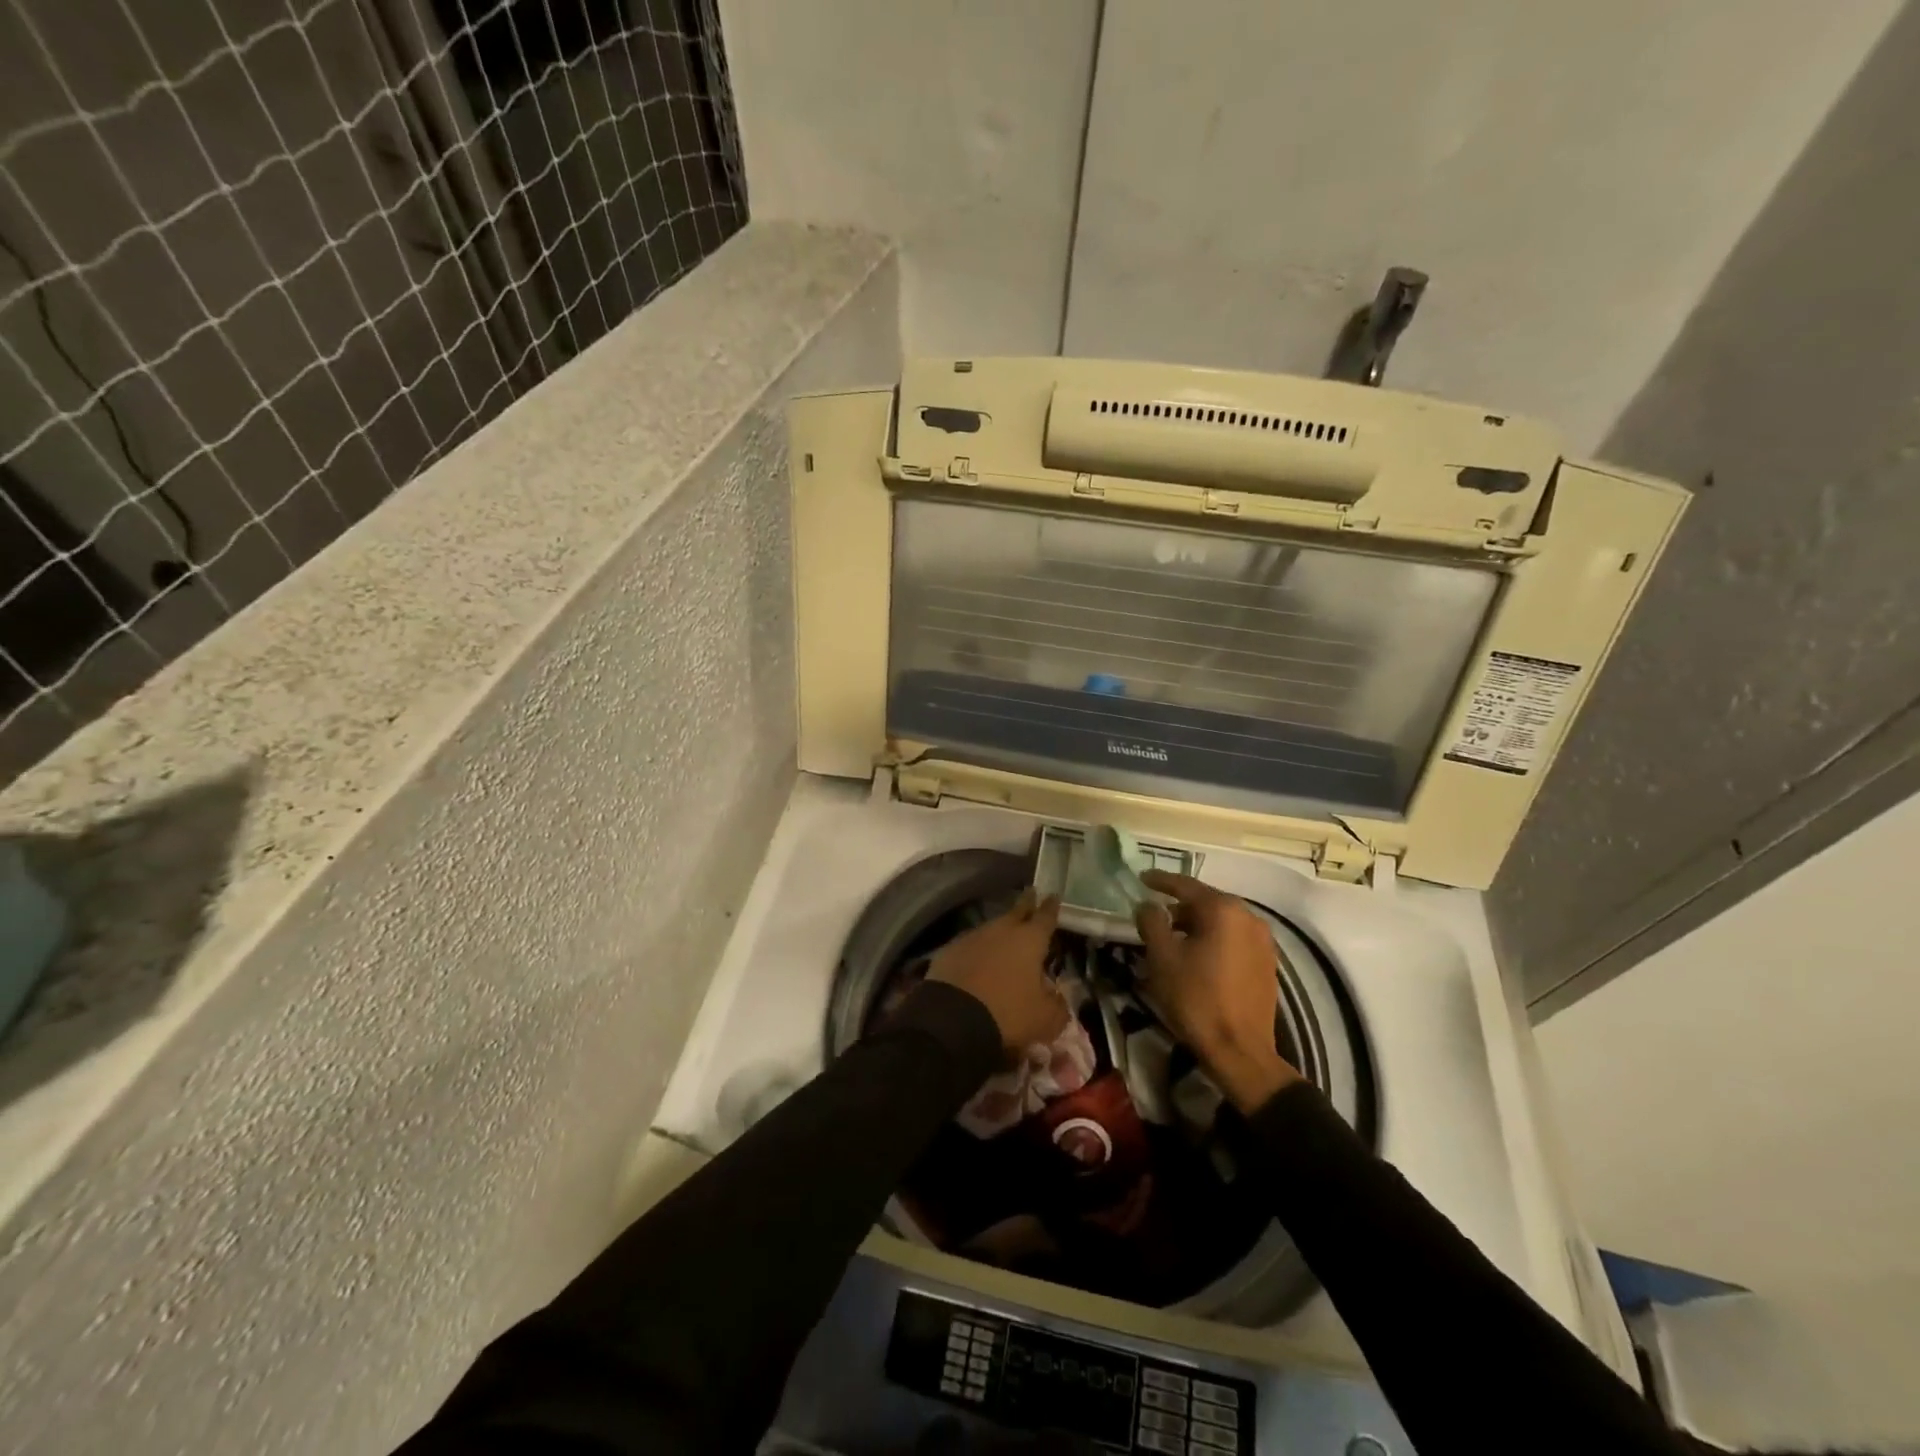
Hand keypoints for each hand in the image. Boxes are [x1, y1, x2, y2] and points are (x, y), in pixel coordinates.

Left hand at [929, 890, 1068, 1058]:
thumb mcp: (1045, 1019)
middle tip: (1031, 893)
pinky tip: (977, 961)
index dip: (1051, 907)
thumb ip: (1057, 1005)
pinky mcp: (950, 949)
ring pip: (992, 927)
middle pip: (1017, 911)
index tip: (1053, 895)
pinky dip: (977, 950)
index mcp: (1030, 939)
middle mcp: (1002, 930)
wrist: (953, 1018)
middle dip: (1026, 904)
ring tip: (1005, 936)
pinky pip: (970, 945)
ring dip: (1000, 930)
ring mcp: (973, 936)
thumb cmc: (1008, 1013)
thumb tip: (1056, 998)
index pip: (1045, 916)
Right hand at [1134, 871, 1301, 1112]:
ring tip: (1173, 939)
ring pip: (1222, 922)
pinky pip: (1234, 939)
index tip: (1141, 879)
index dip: (1160, 881)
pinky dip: (1213, 940)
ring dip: (1196, 925)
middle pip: (1206, 902)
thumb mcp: (1162, 957)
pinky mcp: (1267, 964)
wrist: (1240, 1051)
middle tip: (1154, 916)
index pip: (1186, 886)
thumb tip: (1148, 905)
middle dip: (1179, 907)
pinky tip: (1197, 957)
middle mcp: (1249, 917)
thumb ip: (1151, 922)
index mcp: (1224, 910)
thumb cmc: (1196, 998)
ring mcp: (1263, 941)